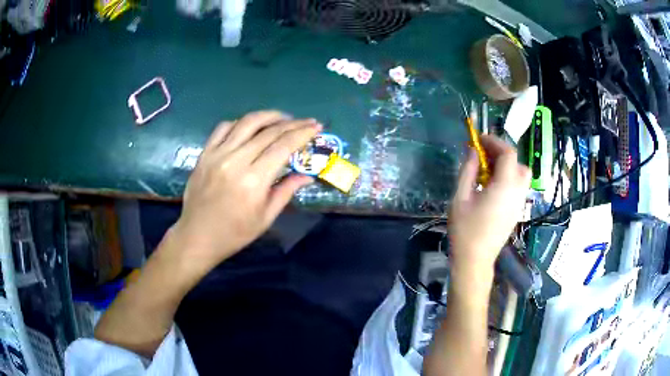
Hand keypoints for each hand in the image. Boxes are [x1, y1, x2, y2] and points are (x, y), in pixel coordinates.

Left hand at [168, 110, 320, 277]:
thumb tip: (307, 176)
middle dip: (292, 123)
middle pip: (269, 131)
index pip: (283, 146)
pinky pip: (224, 128)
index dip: (302, 133)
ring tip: (282, 118)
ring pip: (246, 123)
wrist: (198, 235)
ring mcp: (217, 154)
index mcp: (254, 180)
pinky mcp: (205, 153)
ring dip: (268, 116)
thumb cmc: (235, 233)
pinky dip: (240, 123)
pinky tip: (250, 127)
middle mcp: (236, 161)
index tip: (316, 126)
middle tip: (306, 121)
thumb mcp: (265, 217)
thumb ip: (286, 191)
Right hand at [448, 135, 529, 274]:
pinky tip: (491, 186)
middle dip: (503, 153)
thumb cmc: (465, 230)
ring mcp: (519, 203)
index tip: (479, 139)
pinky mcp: (516, 211)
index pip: (508, 153)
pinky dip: (508, 178)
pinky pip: (518, 186)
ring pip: (521, 175)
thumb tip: (473, 150)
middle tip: (484, 154)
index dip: (495, 141)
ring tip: (487, 170)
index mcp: (505, 187)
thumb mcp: (460, 197)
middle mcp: (517, 192)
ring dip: (507, 166)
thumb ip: (469, 170)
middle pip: (519, 163)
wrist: (475, 261)